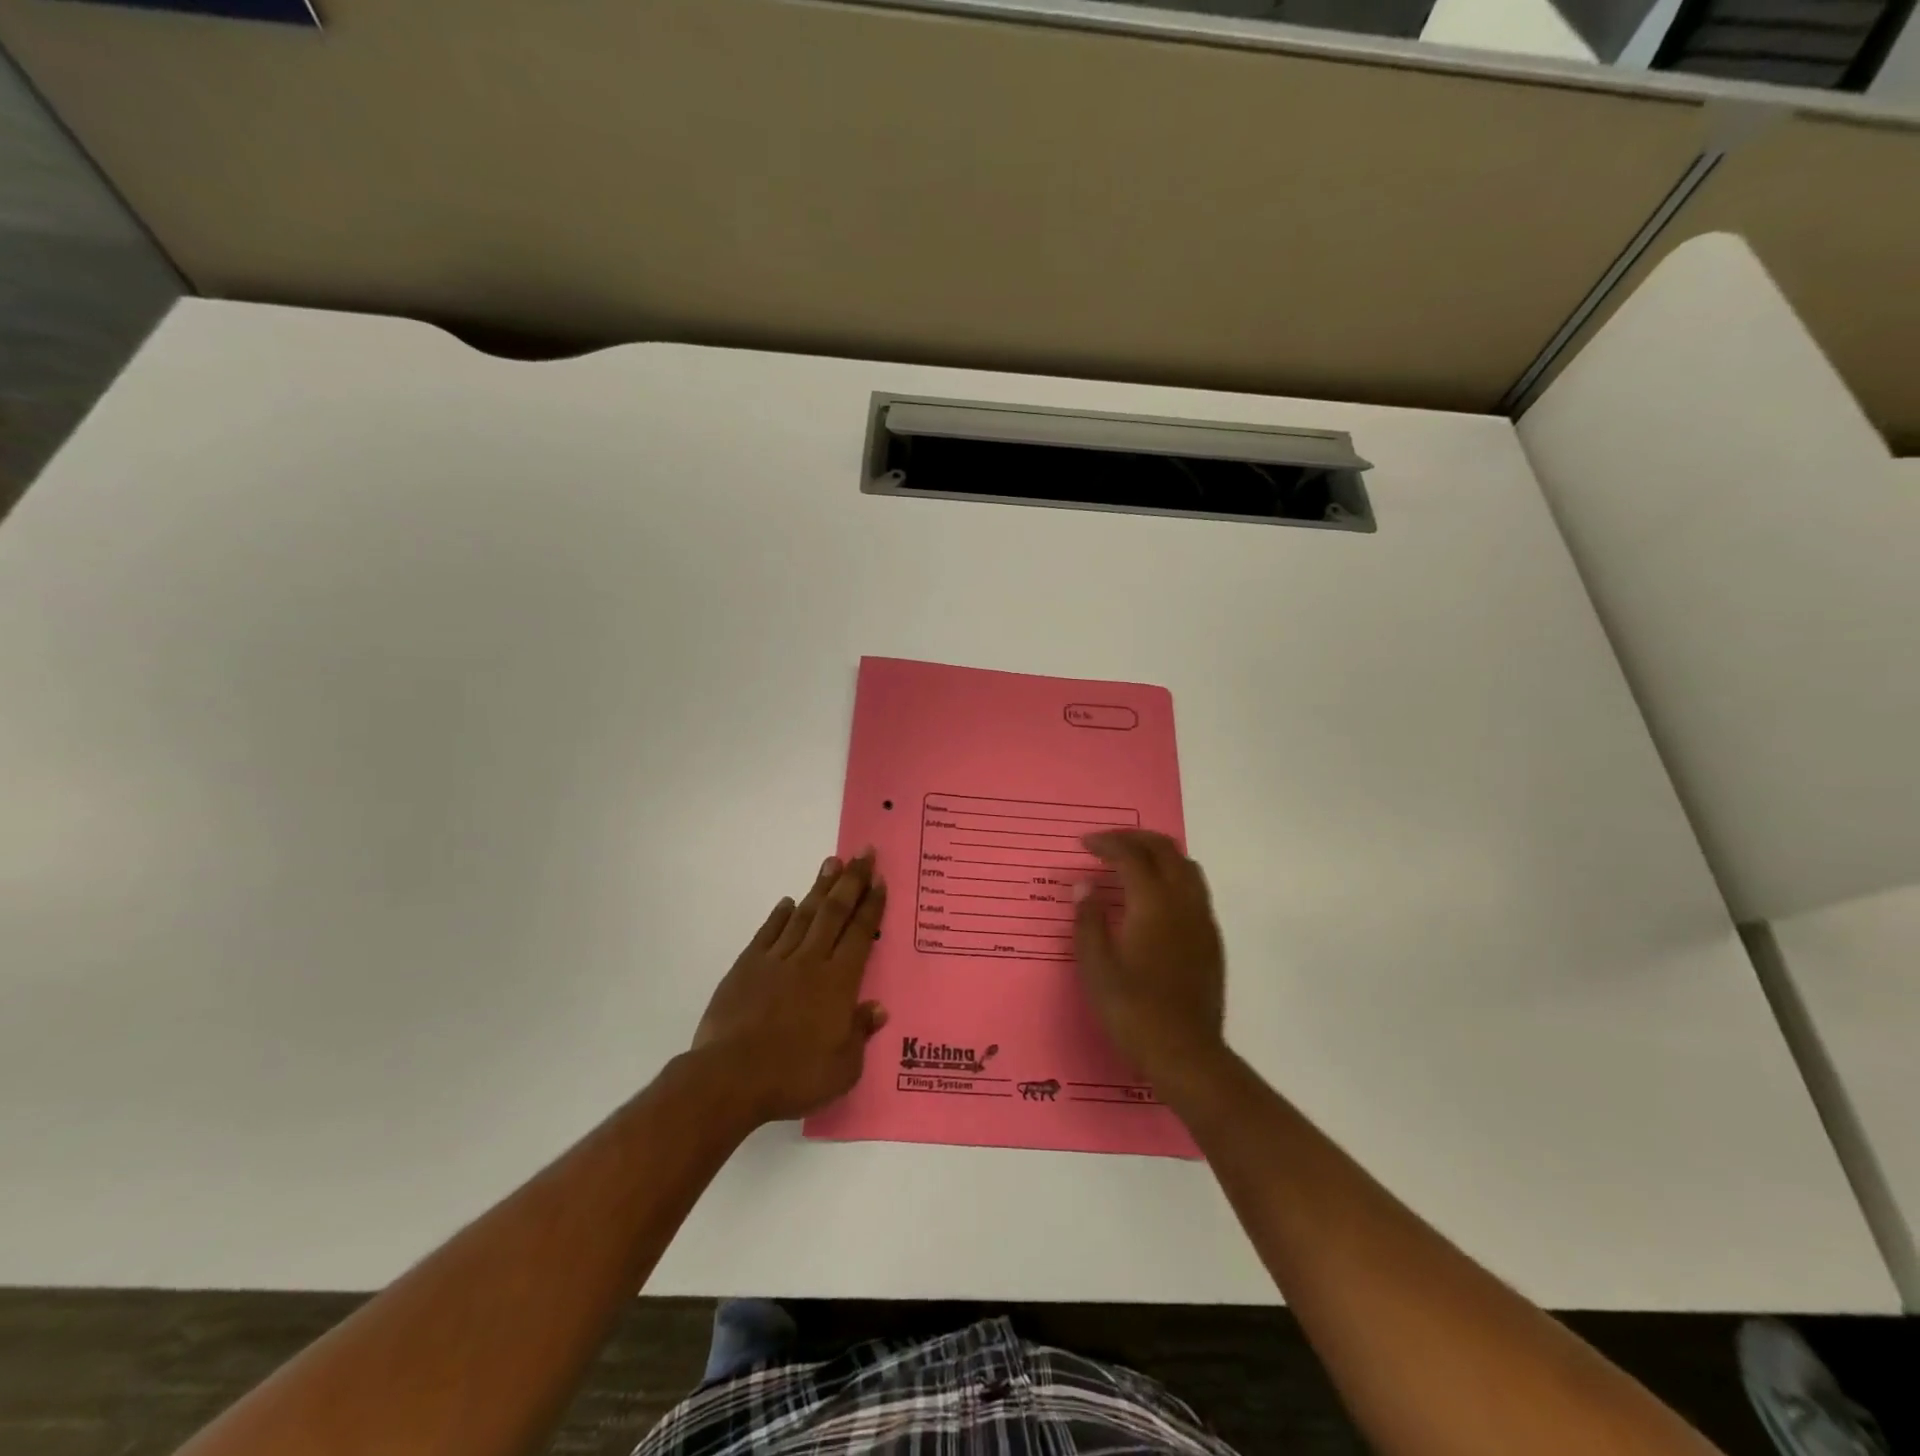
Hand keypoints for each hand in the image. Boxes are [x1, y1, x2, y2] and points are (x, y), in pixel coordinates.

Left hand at [691, 852, 888, 1124]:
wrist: (731, 1077)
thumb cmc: (794, 1075)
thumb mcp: (843, 1067)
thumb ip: (861, 1033)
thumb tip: (877, 1008)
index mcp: (839, 982)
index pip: (860, 933)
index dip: (871, 905)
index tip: (879, 879)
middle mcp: (811, 961)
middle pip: (835, 913)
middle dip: (851, 881)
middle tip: (863, 853)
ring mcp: (777, 960)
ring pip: (803, 915)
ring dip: (820, 888)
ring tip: (831, 863)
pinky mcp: (747, 967)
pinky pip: (768, 933)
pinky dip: (780, 915)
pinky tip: (787, 901)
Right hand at [1072, 830, 1226, 1088]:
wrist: (1185, 1054)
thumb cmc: (1132, 1010)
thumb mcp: (1096, 966)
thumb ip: (1088, 919)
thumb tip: (1085, 886)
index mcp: (1153, 903)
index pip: (1130, 855)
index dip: (1106, 843)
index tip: (1084, 844)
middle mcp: (1183, 902)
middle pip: (1164, 850)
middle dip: (1134, 839)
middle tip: (1107, 844)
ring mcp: (1202, 920)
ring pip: (1186, 866)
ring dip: (1158, 854)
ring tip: (1132, 863)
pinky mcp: (1212, 940)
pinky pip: (1195, 890)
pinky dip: (1172, 876)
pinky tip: (1154, 898)